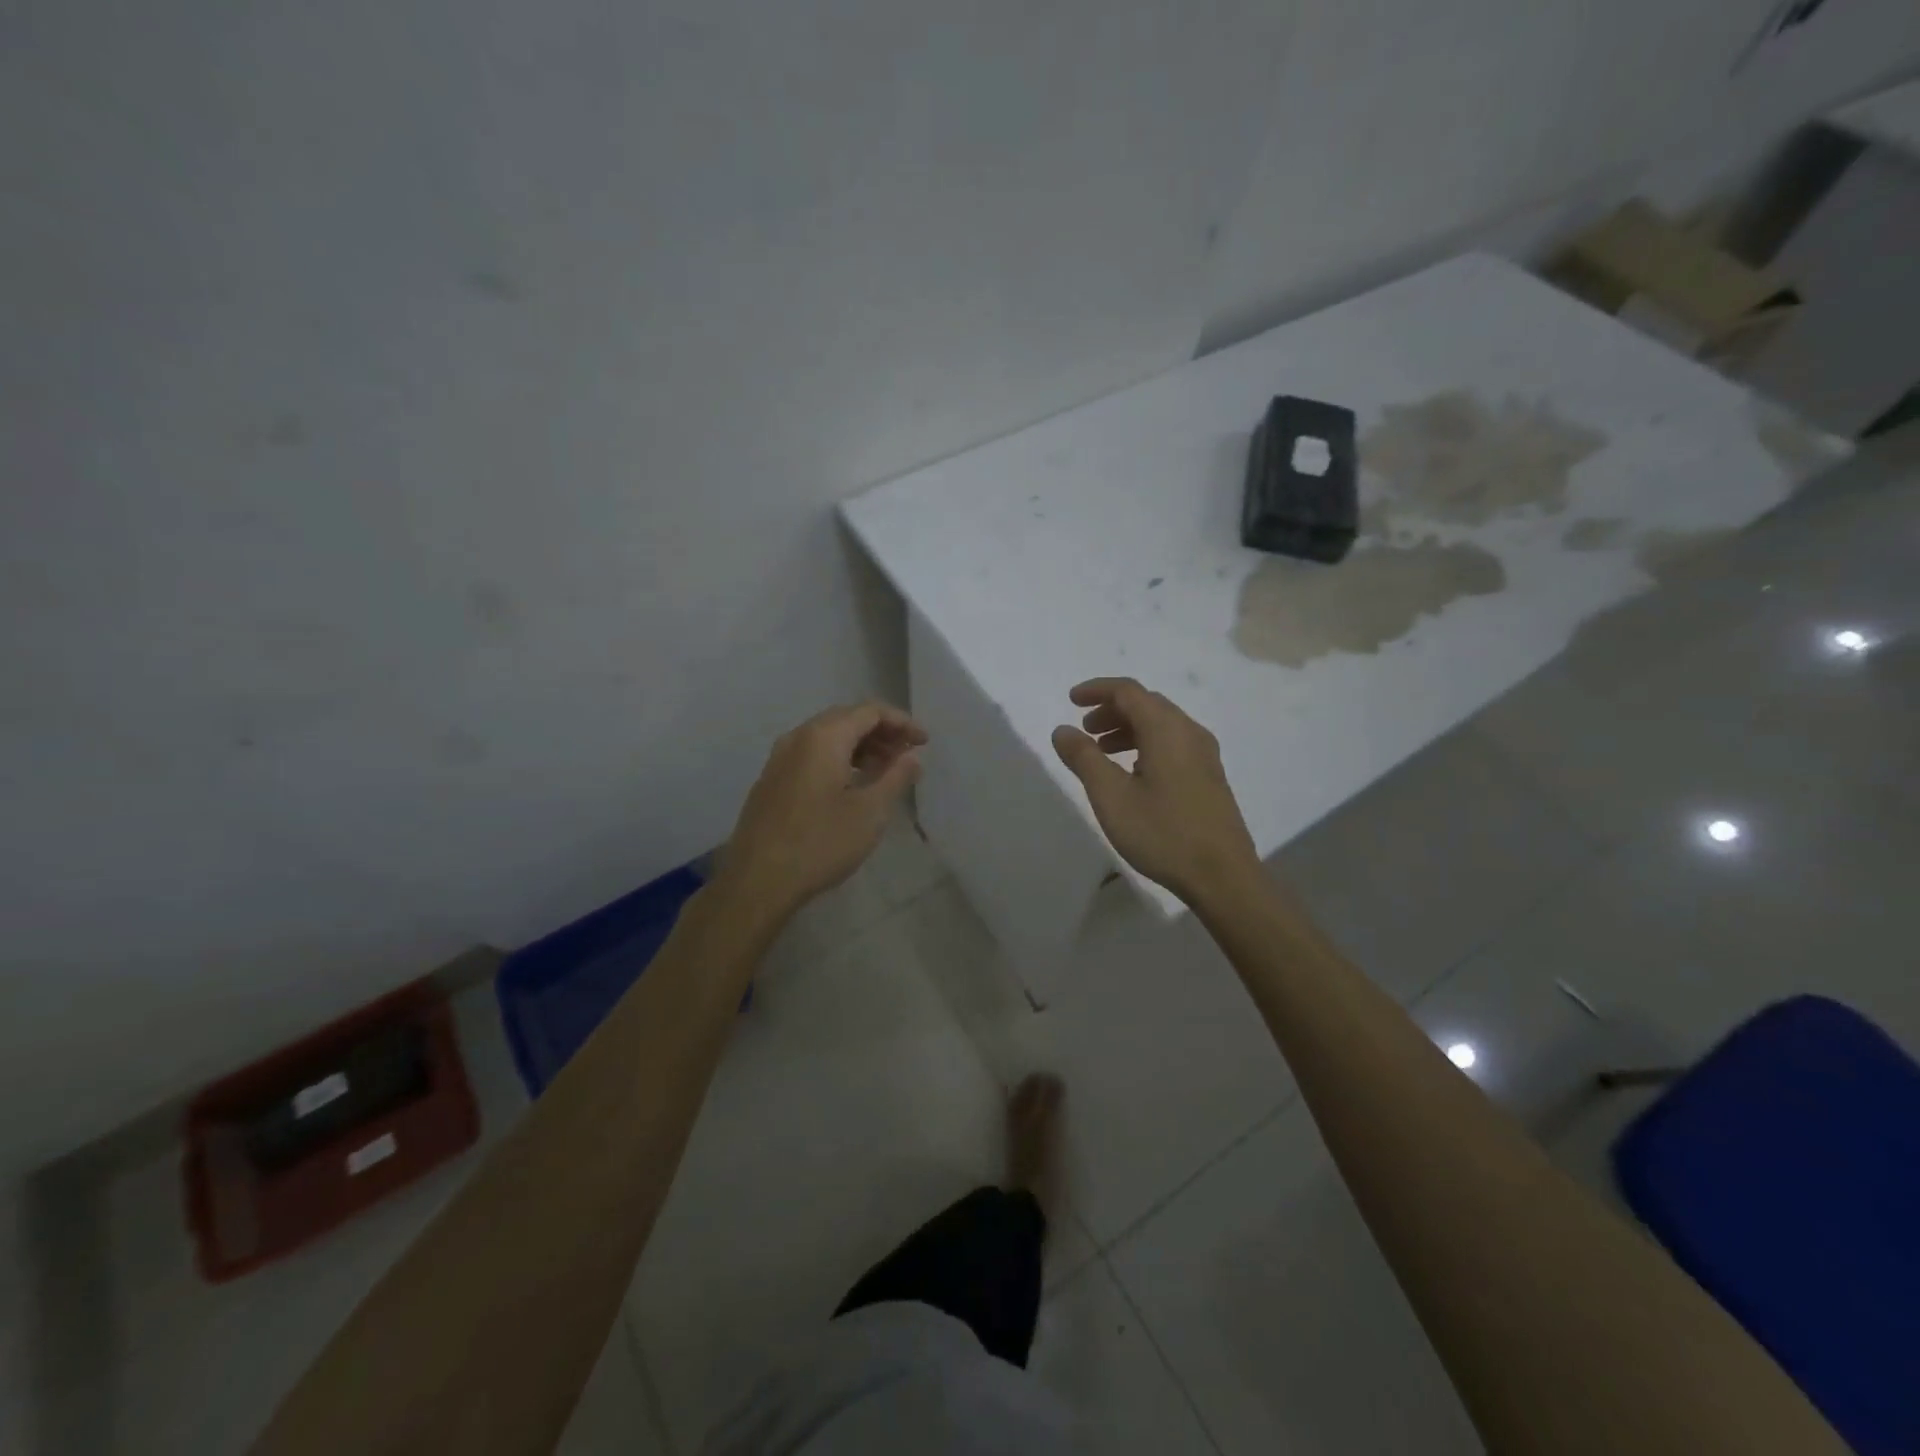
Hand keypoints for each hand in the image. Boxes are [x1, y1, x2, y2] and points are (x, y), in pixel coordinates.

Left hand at [721, 701, 927, 914]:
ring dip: (860, 747)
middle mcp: (798, 738)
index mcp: (823, 737)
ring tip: (885, 771)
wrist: (757, 880)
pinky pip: (811, 755)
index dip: (902, 722)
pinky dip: (838, 759)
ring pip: (827, 738)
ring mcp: (779, 759)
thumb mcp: (870, 812)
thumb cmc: (821, 843)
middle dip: (881, 732)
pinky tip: (851, 785)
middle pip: (846, 719)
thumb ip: (896, 777)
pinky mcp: (771, 781)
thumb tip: (912, 757)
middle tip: (907, 754)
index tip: (924, 742)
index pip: (869, 712)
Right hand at [1051, 677, 1259, 906]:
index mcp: (1166, 729)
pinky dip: (1146, 744)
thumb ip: (1084, 758)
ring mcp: (1205, 755)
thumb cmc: (1162, 833)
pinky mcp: (1210, 776)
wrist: (1223, 876)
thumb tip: (1063, 729)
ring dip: (1128, 728)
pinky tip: (1133, 772)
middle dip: (1112, 710)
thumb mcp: (1111, 796)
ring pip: (1161, 725)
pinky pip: (1173, 743)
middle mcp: (1189, 732)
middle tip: (1085, 730)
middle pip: (1147, 704)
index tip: (1071, 700)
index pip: (1128, 691)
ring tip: (1102, 752)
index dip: (1097, 690)